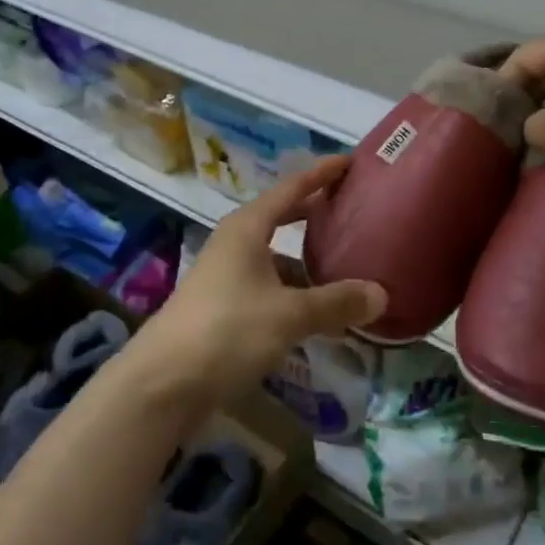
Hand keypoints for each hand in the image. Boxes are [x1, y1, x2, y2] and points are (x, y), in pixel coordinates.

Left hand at [124, 156, 386, 410]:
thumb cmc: (227, 330)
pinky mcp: (223, 309)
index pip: (292, 187)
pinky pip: (269, 290)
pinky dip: (295, 296)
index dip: (321, 173)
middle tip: (354, 211)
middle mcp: (236, 244)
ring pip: (277, 260)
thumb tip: (382, 294)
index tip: (350, 161)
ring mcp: (226, 276)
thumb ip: (336, 303)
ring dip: (309, 266)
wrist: (162, 384)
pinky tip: (319, 318)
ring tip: (348, 274)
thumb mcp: (289, 315)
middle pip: (283, 219)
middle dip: (316, 215)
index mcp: (248, 228)